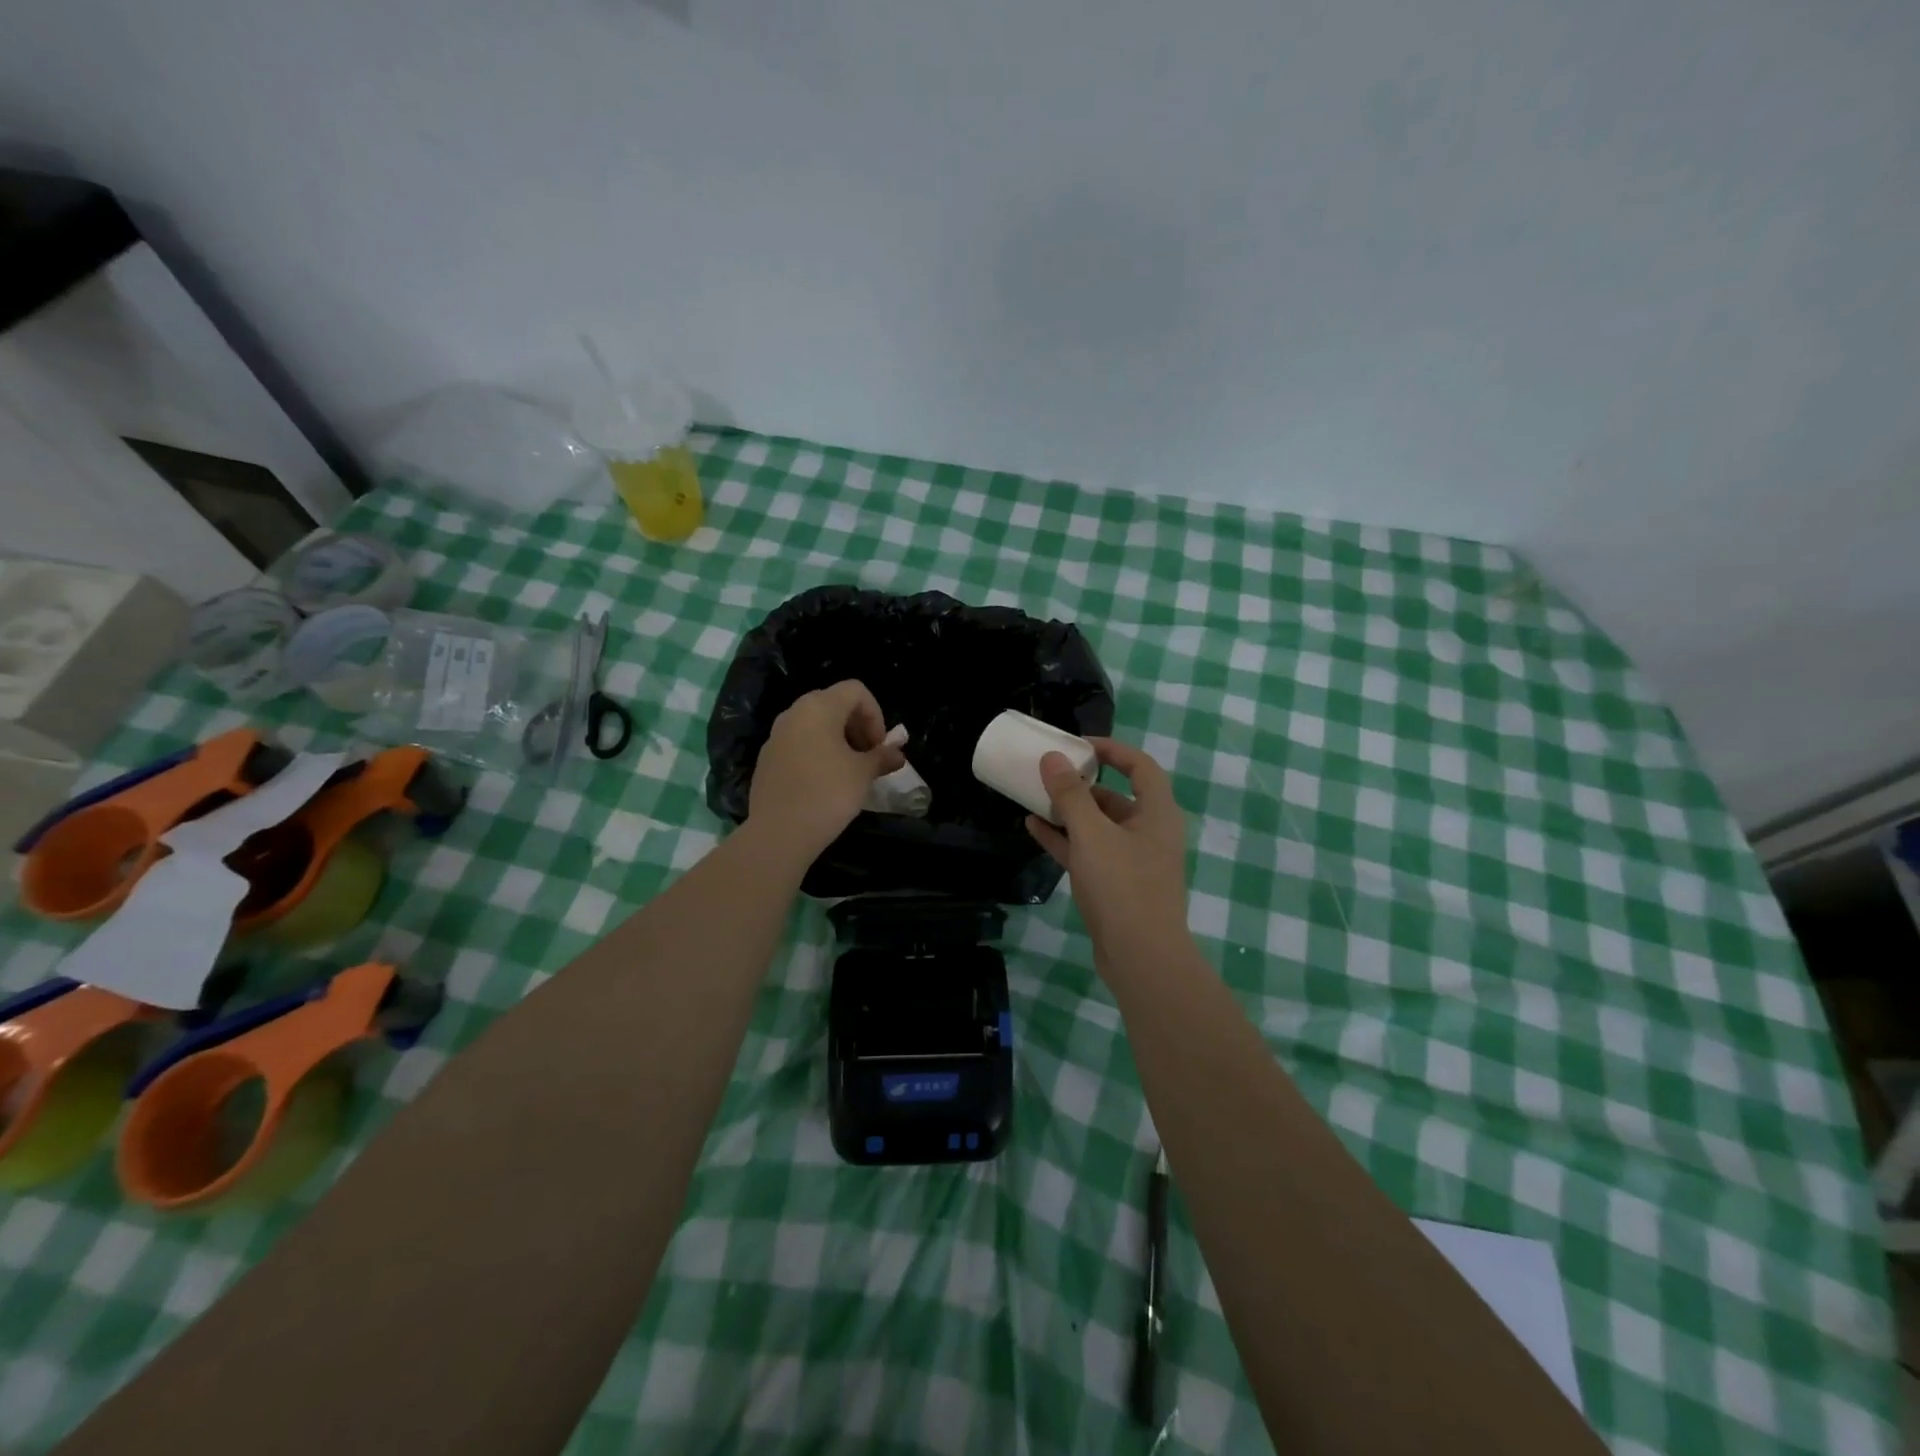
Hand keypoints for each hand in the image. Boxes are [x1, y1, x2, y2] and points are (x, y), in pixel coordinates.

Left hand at [747, 681, 904, 861]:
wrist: (779, 832)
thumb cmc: (828, 793)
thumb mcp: (863, 774)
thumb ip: (882, 757)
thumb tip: (898, 754)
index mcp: (819, 707)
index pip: (856, 690)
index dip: (875, 714)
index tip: (879, 746)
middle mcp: (794, 713)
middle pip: (834, 704)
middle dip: (857, 727)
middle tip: (869, 757)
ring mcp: (776, 736)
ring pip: (814, 726)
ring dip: (838, 741)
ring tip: (849, 772)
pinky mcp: (766, 759)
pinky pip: (798, 745)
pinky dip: (817, 754)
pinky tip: (824, 784)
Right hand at [1026, 738, 1191, 964]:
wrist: (1141, 958)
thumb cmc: (1123, 886)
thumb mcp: (1092, 834)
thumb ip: (1071, 795)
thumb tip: (1053, 758)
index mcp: (1157, 813)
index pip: (1140, 766)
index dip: (1112, 750)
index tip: (1078, 745)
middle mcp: (1149, 832)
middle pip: (1116, 796)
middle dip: (1083, 784)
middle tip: (1051, 773)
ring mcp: (1132, 860)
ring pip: (1099, 826)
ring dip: (1070, 812)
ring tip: (1035, 798)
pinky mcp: (1116, 885)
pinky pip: (1089, 851)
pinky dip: (1065, 839)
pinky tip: (1034, 828)